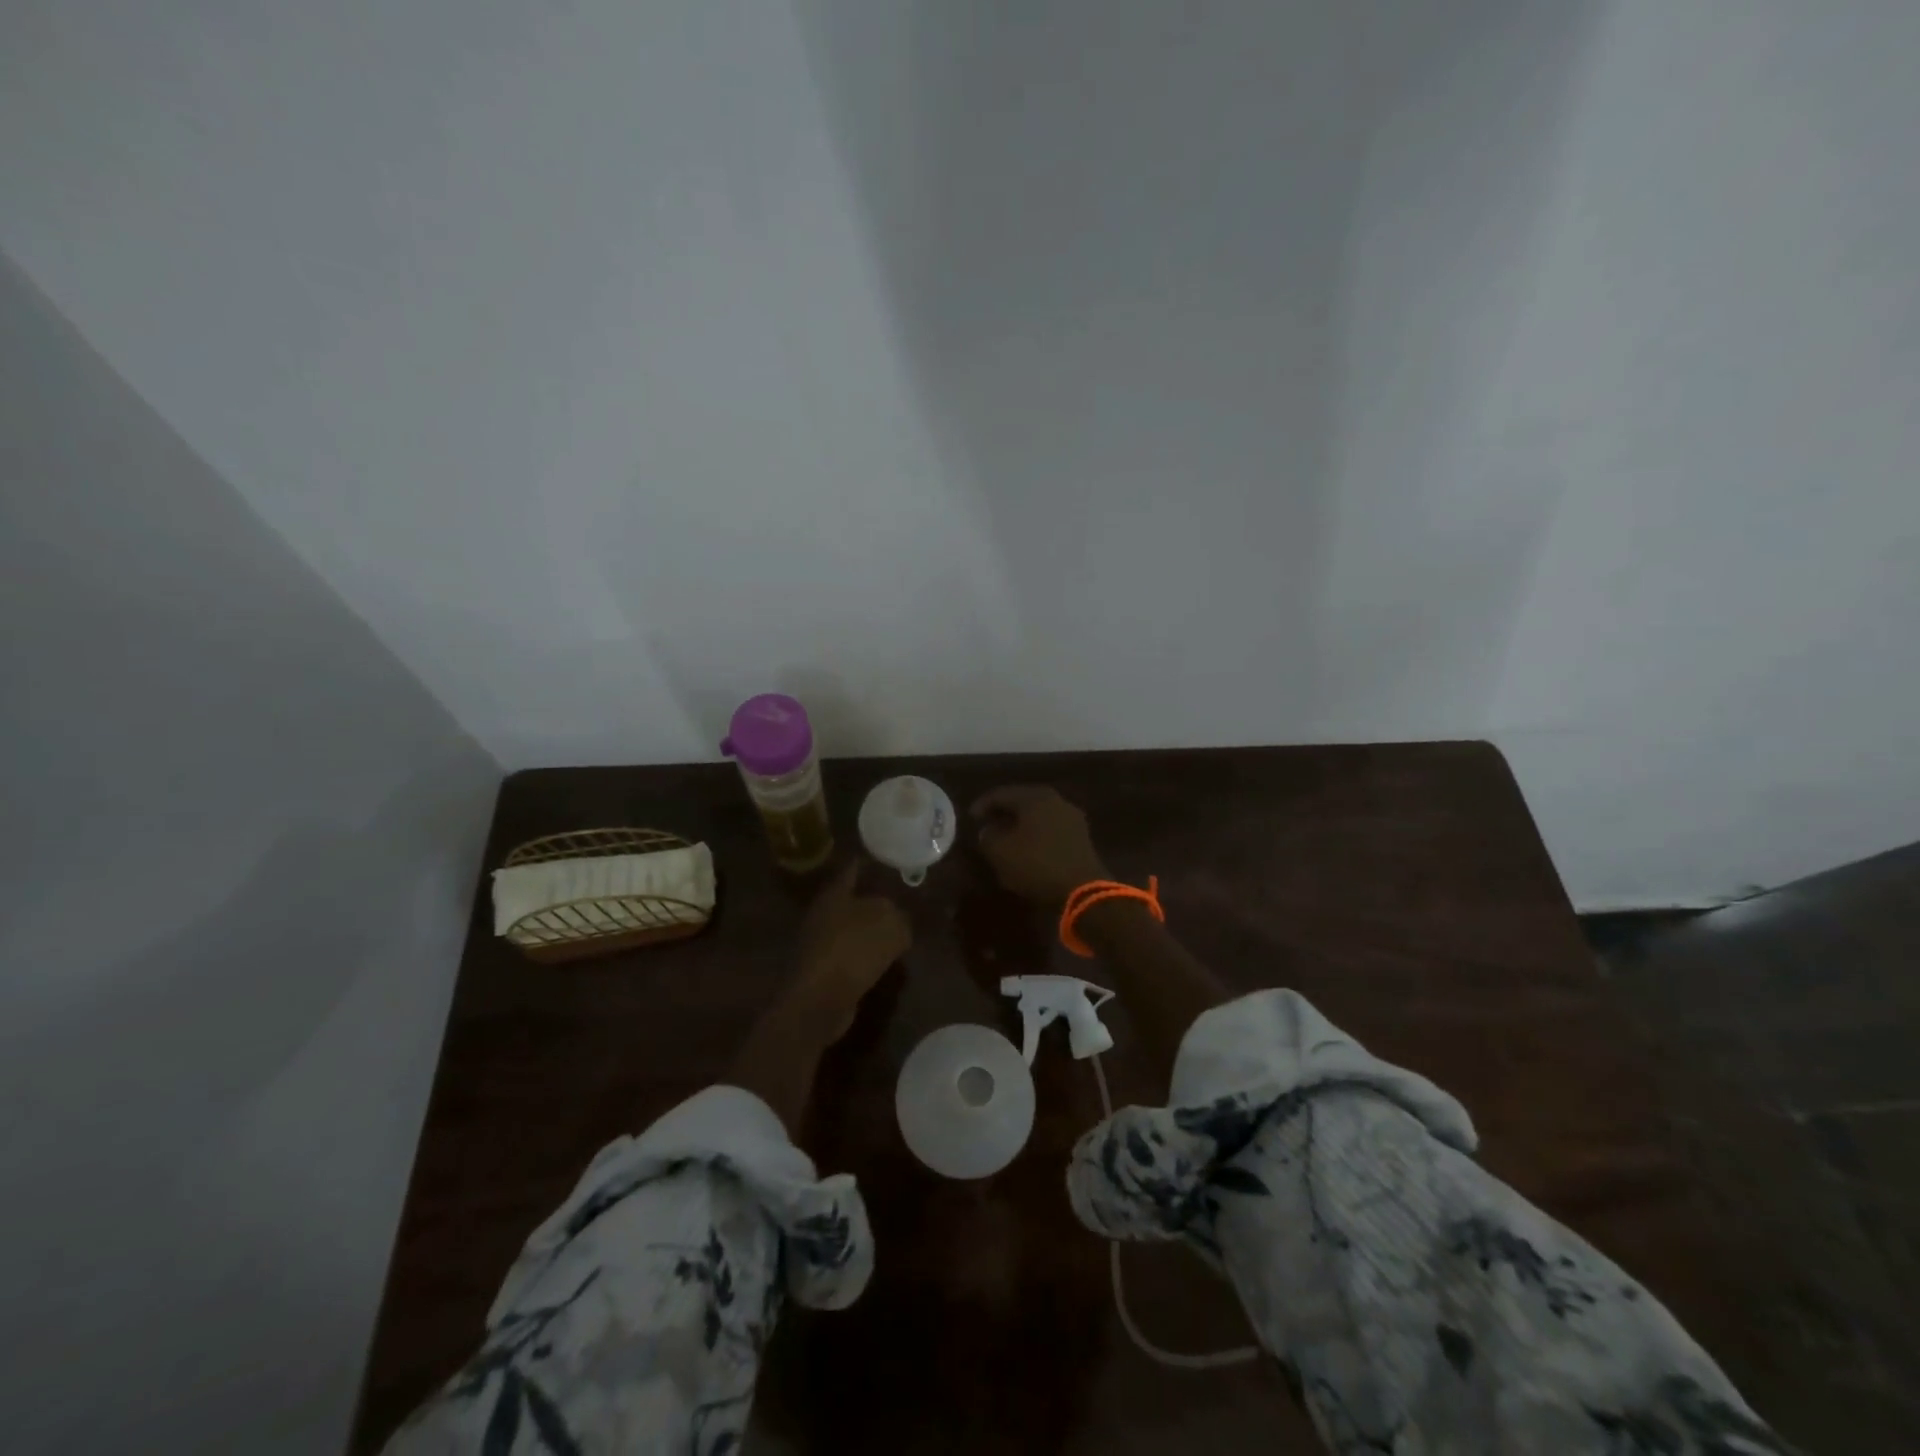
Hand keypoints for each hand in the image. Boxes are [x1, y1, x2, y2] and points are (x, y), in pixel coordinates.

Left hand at [793, 859, 910, 1039]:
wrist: (819, 1000)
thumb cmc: (853, 949)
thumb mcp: (890, 924)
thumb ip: (899, 916)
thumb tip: (898, 922)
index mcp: (836, 893)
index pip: (854, 869)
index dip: (870, 863)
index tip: (888, 860)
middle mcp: (824, 913)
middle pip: (853, 900)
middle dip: (875, 901)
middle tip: (903, 902)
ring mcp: (821, 944)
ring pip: (852, 929)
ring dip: (871, 933)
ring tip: (899, 934)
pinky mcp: (824, 972)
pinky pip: (851, 956)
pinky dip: (866, 958)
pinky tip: (885, 963)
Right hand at [971, 785, 1110, 908]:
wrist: (1082, 889)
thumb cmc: (1036, 864)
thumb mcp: (1000, 852)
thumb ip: (988, 837)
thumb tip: (988, 831)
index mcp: (1035, 797)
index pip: (1002, 794)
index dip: (982, 805)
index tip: (970, 818)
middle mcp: (1056, 801)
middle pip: (1022, 802)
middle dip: (1003, 814)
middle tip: (987, 826)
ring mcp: (1072, 818)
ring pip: (1037, 816)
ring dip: (1020, 826)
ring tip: (1005, 840)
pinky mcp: (1081, 838)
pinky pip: (1050, 830)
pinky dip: (1035, 836)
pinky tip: (1027, 850)